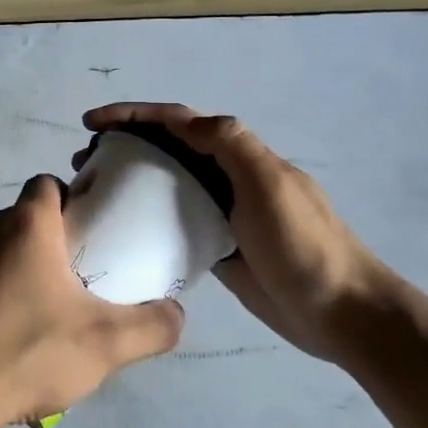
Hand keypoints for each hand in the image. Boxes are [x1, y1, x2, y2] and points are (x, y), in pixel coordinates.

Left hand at [0, 175, 184, 427]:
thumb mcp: (105, 346)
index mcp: (23, 225)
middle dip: (46, 247)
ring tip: (29, 324)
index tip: (88, 240)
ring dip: (11, 274)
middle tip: (68, 291)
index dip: (72, 203)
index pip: (48, 185)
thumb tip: (176, 312)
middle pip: (21, 222)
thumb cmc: (24, 355)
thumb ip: (153, 326)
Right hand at [83, 103, 395, 362]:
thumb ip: (233, 145)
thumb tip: (186, 122)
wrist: (342, 312)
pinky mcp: (217, 246)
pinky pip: (175, 222)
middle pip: (168, 149)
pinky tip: (123, 228)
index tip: (93, 123)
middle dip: (125, 144)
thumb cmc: (303, 245)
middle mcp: (227, 177)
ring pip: (168, 184)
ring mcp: (222, 213)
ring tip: (94, 190)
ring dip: (132, 178)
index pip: (179, 122)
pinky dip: (147, 217)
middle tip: (85, 161)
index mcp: (239, 155)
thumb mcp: (271, 185)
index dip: (134, 115)